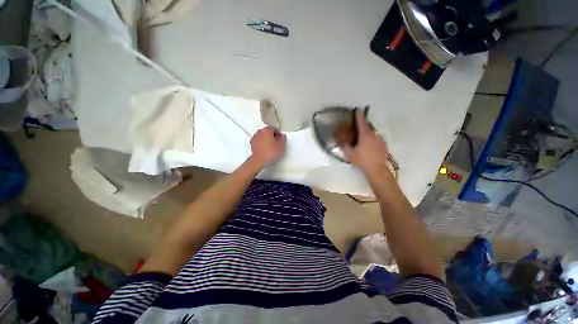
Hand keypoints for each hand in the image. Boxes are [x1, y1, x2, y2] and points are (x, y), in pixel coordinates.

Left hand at [250, 127, 286, 165]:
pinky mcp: (252, 144)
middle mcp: (260, 132)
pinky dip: (262, 143)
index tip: (280, 138)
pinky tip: (265, 149)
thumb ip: (283, 139)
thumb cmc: (269, 152)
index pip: (274, 128)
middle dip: (272, 136)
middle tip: (276, 142)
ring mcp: (255, 137)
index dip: (279, 134)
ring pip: (262, 136)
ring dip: (266, 139)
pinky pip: (258, 141)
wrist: (259, 160)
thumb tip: (282, 137)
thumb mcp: (281, 146)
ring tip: (271, 147)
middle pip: (267, 131)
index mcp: (267, 130)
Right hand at [343, 112, 389, 174]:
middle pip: (367, 127)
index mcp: (365, 135)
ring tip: (361, 138)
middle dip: (362, 126)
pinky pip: (376, 138)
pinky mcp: (384, 145)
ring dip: (366, 133)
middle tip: (356, 127)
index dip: (358, 116)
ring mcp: (380, 139)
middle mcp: (374, 135)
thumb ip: (345, 147)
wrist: (377, 169)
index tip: (357, 110)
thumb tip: (344, 142)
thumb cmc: (362, 160)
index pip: (361, 122)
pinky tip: (368, 145)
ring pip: (372, 133)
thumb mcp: (350, 154)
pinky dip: (371, 139)